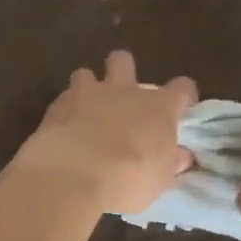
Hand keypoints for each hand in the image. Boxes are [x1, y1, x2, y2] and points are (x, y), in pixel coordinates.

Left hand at [13, 51, 197, 214]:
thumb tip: (181, 156)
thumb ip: (170, 162)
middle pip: (124, 61)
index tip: (181, 107)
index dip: (183, 95)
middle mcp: (124, 91)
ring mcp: (88, 93)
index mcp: (158, 107)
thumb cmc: (129, 178)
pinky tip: (64, 129)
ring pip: (86, 73)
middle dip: (123, 71)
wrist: (74, 174)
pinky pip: (63, 98)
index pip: (181, 88)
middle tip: (122, 95)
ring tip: (86, 109)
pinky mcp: (58, 105)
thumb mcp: (160, 178)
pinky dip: (65, 110)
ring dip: (87, 88)